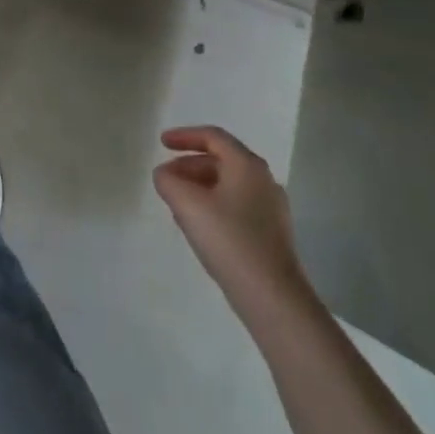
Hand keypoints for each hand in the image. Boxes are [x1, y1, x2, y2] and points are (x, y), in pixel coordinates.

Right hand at [154, 126, 305, 304]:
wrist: (273, 298)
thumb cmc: (229, 240)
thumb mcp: (188, 205)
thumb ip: (169, 181)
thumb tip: (164, 174)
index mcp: (247, 165)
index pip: (213, 137)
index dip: (184, 136)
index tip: (162, 144)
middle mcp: (263, 180)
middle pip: (221, 160)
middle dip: (189, 165)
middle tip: (166, 178)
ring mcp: (271, 208)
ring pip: (228, 185)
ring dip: (200, 187)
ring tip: (177, 204)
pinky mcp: (271, 233)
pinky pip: (236, 206)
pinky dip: (214, 205)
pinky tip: (199, 227)